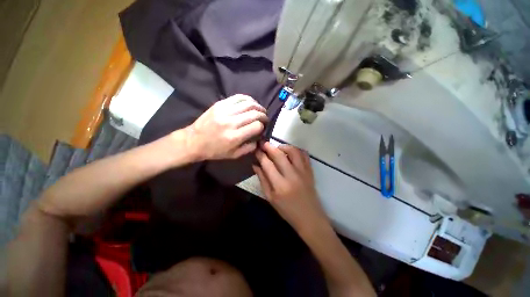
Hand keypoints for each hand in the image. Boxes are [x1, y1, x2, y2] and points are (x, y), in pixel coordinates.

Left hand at [185, 94, 267, 160]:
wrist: (194, 141)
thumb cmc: (214, 151)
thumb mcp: (234, 155)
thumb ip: (249, 148)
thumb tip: (259, 138)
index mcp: (234, 137)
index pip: (256, 126)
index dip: (262, 126)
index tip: (262, 128)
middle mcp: (231, 122)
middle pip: (254, 114)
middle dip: (263, 115)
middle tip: (265, 118)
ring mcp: (224, 111)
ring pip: (248, 103)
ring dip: (258, 106)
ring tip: (260, 110)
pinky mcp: (219, 104)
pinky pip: (238, 97)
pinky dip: (248, 99)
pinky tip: (251, 103)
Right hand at [253, 142, 328, 234]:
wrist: (309, 217)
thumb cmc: (287, 210)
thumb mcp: (270, 198)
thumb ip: (262, 180)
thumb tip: (255, 165)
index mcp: (280, 185)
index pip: (267, 164)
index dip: (261, 155)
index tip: (256, 150)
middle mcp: (292, 175)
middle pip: (279, 155)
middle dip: (269, 147)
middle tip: (263, 144)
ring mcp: (303, 172)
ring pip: (293, 151)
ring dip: (283, 146)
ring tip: (277, 149)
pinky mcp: (310, 171)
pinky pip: (304, 154)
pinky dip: (296, 150)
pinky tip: (290, 152)